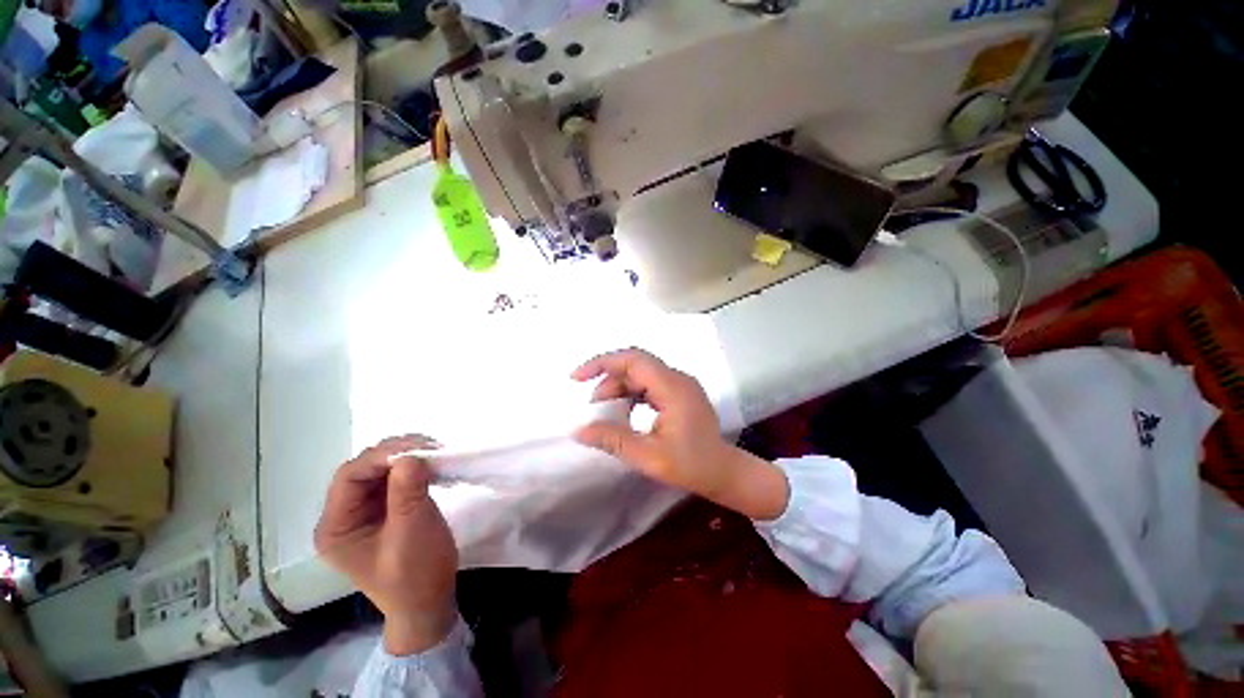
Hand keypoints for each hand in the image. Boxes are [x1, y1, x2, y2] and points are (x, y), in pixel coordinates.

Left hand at [314, 435, 457, 654]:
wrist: (430, 601)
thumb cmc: (415, 574)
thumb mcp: (411, 533)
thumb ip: (407, 493)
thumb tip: (411, 455)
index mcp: (336, 527)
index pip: (349, 477)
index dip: (380, 457)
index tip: (418, 448)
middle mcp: (344, 515)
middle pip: (363, 469)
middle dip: (395, 453)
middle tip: (431, 447)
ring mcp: (365, 511)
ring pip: (380, 470)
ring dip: (407, 457)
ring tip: (435, 452)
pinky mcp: (386, 508)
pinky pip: (395, 478)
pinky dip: (414, 467)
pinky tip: (432, 464)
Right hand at [571, 349, 789, 520]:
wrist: (724, 472)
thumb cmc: (691, 466)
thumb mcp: (649, 457)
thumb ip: (613, 440)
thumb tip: (578, 430)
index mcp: (673, 388)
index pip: (633, 360)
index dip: (602, 363)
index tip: (577, 378)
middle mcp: (677, 378)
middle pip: (635, 365)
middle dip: (608, 379)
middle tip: (591, 405)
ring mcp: (680, 384)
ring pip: (641, 374)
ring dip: (619, 388)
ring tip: (603, 411)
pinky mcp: (679, 393)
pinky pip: (649, 384)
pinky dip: (631, 394)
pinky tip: (623, 411)